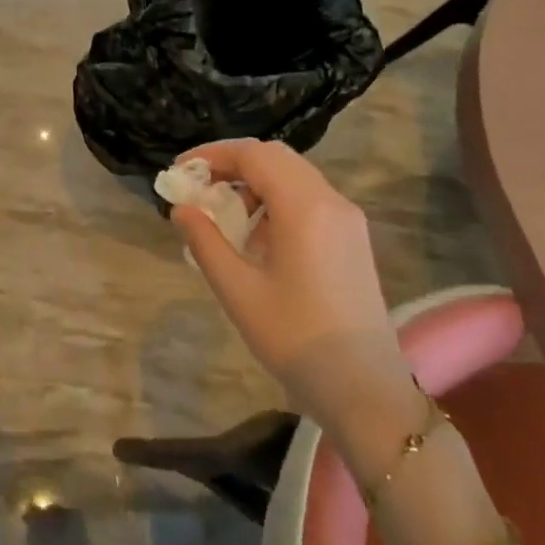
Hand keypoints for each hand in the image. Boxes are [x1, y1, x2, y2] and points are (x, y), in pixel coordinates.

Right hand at [171, 140, 422, 477]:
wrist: (365, 390)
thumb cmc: (295, 338)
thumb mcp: (237, 289)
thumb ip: (204, 241)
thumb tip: (181, 208)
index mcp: (305, 207)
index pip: (253, 155)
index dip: (212, 155)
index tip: (180, 172)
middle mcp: (331, 201)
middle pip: (275, 157)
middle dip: (232, 163)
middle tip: (198, 187)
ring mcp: (347, 219)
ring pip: (293, 175)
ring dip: (254, 181)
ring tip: (222, 214)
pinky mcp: (352, 238)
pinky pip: (308, 198)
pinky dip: (275, 200)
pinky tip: (255, 235)